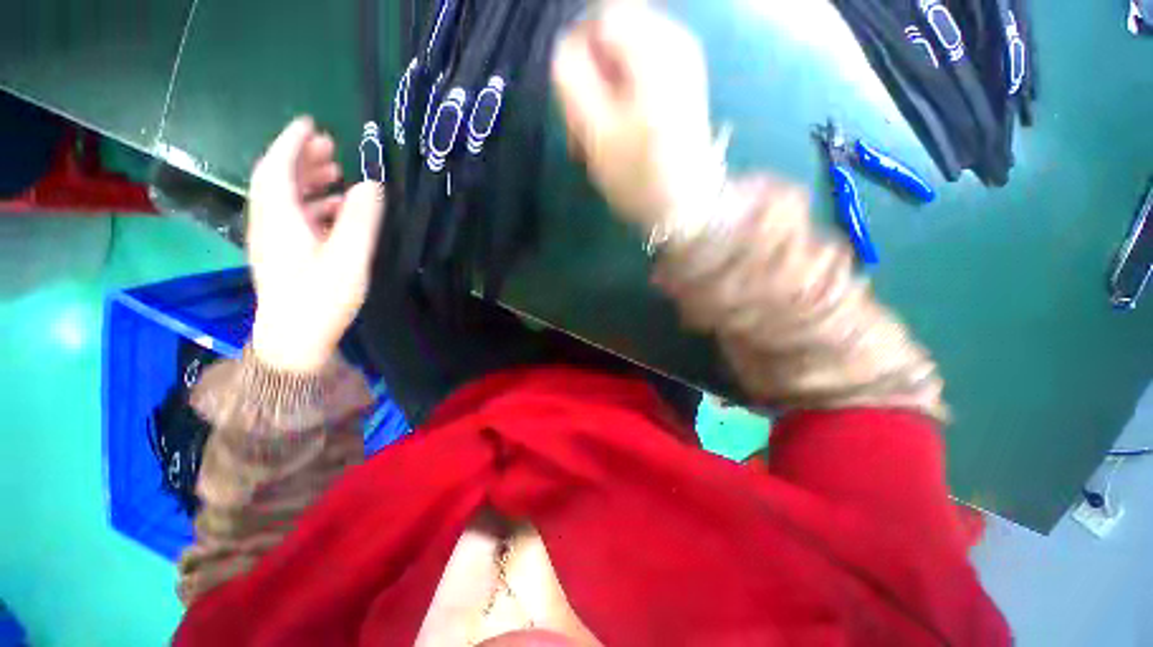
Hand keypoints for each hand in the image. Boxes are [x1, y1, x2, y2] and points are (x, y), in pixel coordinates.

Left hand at [246, 117, 385, 372]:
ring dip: (308, 179)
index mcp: (280, 219)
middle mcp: (269, 223)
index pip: (278, 168)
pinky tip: (336, 209)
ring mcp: (273, 240)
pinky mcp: (282, 254)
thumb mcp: (349, 260)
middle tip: (331, 147)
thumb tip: (371, 185)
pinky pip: (292, 216)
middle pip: (278, 179)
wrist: (295, 339)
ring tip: (337, 172)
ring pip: (284, 197)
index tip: (311, 123)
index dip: (292, 142)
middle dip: (302, 157)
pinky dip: (312, 204)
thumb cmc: (321, 299)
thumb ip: (360, 220)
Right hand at [552, 4, 717, 231]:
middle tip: (588, 124)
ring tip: (602, 135)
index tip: (580, 98)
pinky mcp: (679, 85)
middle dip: (591, 75)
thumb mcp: (594, 128)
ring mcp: (680, 63)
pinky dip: (620, 100)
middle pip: (611, 35)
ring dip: (603, 92)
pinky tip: (618, 132)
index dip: (580, 51)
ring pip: (621, 58)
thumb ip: (570, 75)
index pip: (600, 15)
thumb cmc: (638, 176)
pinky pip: (636, 75)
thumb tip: (567, 45)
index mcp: (654, 46)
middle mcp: (673, 41)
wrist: (684, 207)